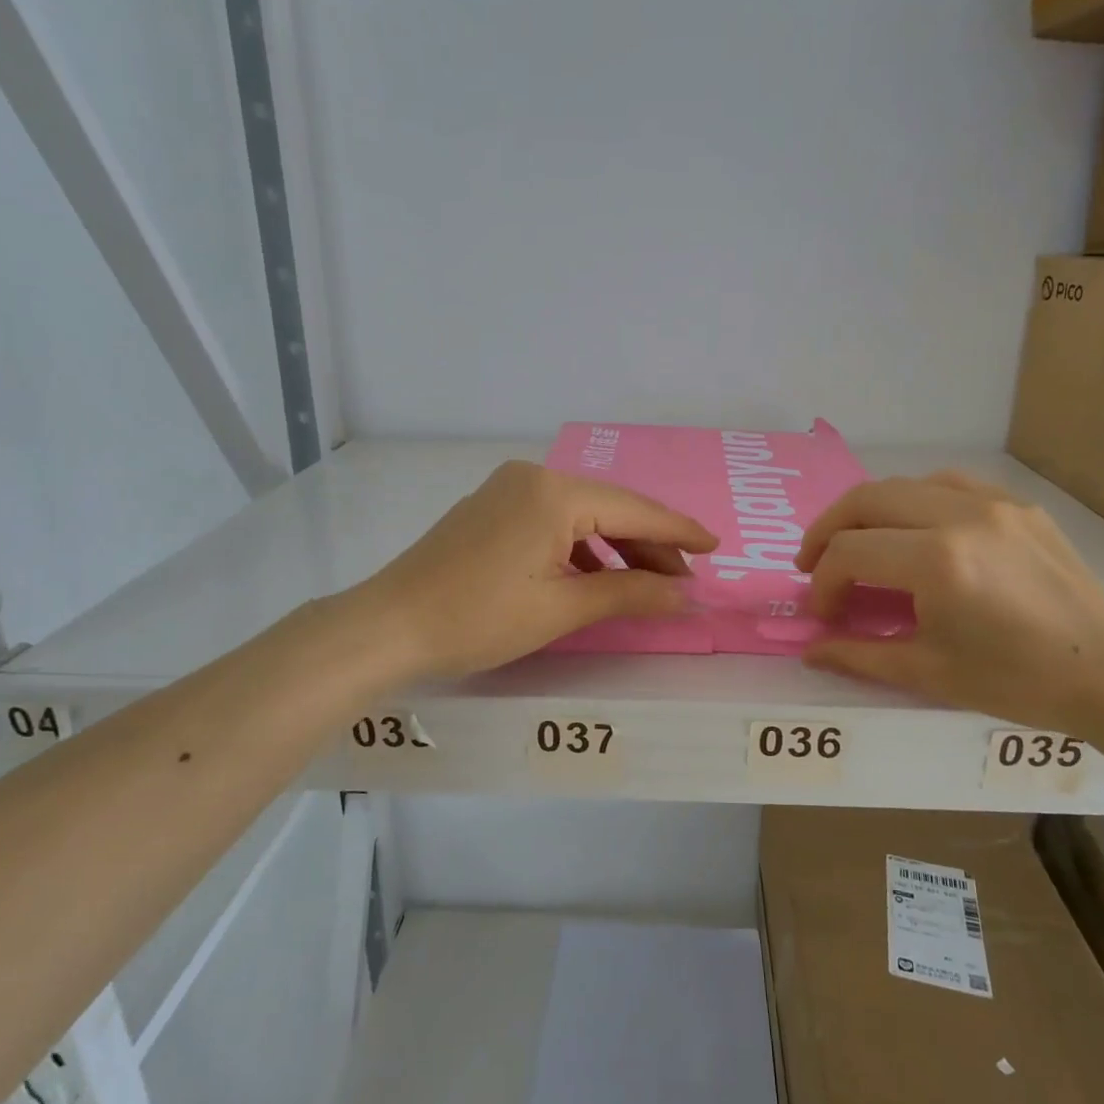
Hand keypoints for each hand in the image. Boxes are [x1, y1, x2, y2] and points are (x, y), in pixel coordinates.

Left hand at [353, 460, 717, 678]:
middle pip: (610, 508)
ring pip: (582, 515)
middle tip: (683, 580)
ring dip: (616, 548)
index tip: (716, 547)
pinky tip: (597, 577)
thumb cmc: (478, 618)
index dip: (679, 531)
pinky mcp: (491, 509)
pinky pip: (553, 521)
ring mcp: (507, 490)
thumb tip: (686, 596)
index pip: (634, 509)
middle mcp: (533, 477)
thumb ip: (630, 595)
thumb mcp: (561, 609)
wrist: (387, 626)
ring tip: (647, 584)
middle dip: (649, 544)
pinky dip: (581, 548)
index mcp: (554, 493)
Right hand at [795, 472, 1103, 738]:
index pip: (849, 553)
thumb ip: (859, 655)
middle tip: (813, 563)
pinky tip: (912, 529)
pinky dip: (914, 501)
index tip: (824, 615)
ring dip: (867, 510)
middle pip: (866, 500)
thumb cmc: (1017, 681)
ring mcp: (994, 503)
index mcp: (937, 562)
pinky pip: (948, 485)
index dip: (823, 584)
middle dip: (827, 531)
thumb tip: (810, 650)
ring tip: (856, 542)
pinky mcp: (1018, 505)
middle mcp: (960, 516)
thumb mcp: (929, 672)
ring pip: (904, 484)